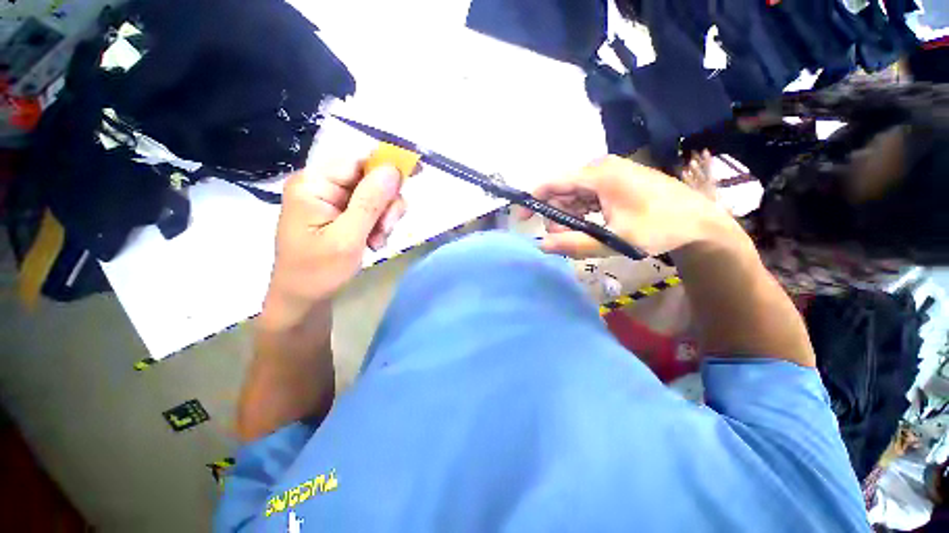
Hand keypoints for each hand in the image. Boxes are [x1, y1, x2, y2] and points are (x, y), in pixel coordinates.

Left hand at [263, 159, 404, 326]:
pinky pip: (371, 209)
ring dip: (384, 218)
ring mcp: (332, 200)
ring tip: (376, 241)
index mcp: (313, 184)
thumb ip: (370, 203)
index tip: (416, 175)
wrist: (303, 299)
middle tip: (384, 230)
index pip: (358, 161)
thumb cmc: (318, 272)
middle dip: (385, 204)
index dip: (388, 167)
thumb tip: (392, 169)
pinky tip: (373, 242)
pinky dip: (379, 225)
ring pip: (375, 195)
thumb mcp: (347, 238)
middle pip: (370, 178)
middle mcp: (322, 185)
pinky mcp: (341, 213)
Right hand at [519, 156, 732, 257]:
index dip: (532, 200)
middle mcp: (601, 169)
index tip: (520, 220)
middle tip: (560, 240)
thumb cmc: (660, 229)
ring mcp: (609, 175)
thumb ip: (576, 244)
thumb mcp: (615, 240)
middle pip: (562, 190)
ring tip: (578, 237)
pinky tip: (588, 227)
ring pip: (573, 195)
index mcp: (599, 175)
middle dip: (554, 215)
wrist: (700, 222)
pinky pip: (586, 197)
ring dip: (568, 217)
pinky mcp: (615, 183)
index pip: (553, 182)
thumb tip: (541, 245)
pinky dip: (581, 213)